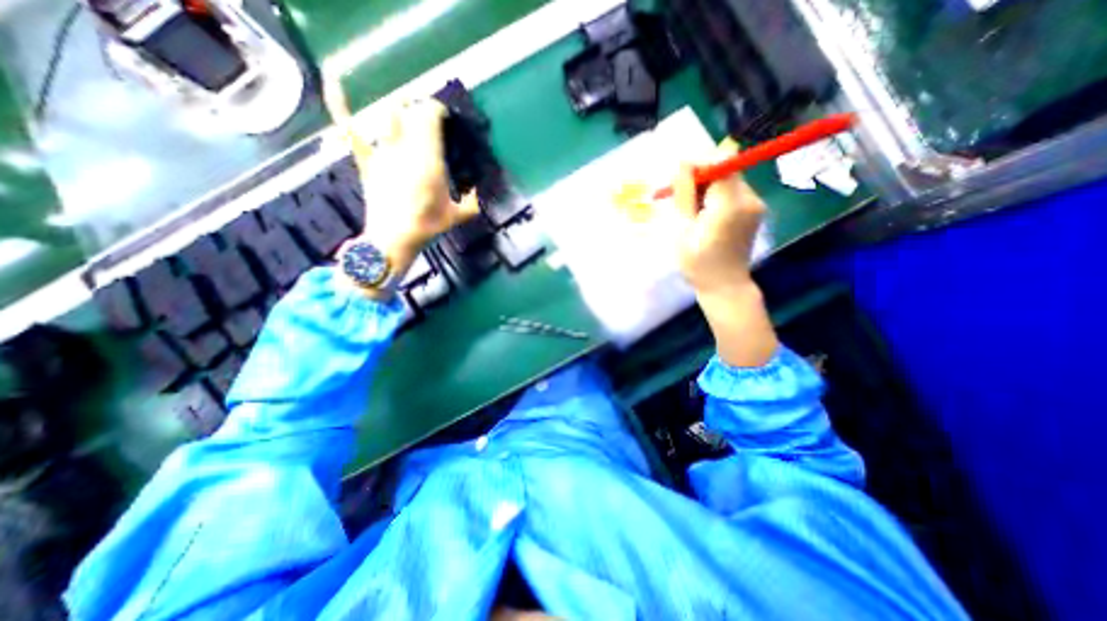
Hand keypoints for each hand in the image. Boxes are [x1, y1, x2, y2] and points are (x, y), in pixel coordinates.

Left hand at [321, 78, 475, 262]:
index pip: (431, 118)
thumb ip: (472, 202)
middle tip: (432, 120)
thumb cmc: (427, 227)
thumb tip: (476, 189)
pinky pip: (350, 127)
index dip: (438, 109)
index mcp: (429, 160)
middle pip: (412, 113)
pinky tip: (334, 77)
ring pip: (390, 116)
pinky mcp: (366, 160)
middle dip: (423, 110)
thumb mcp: (458, 216)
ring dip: (402, 109)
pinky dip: (340, 103)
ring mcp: (383, 153)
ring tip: (410, 115)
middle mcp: (406, 149)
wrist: (393, 239)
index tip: (445, 116)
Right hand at [664, 142, 776, 368]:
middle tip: (682, 202)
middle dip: (701, 179)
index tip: (680, 182)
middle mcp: (749, 198)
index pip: (720, 163)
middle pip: (725, 170)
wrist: (725, 287)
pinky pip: (733, 193)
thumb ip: (684, 194)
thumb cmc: (698, 263)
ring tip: (692, 215)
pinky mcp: (755, 211)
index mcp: (730, 204)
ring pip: (728, 181)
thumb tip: (683, 163)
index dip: (698, 165)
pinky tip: (705, 219)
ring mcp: (755, 205)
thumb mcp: (683, 230)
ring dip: (707, 190)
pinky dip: (716, 199)